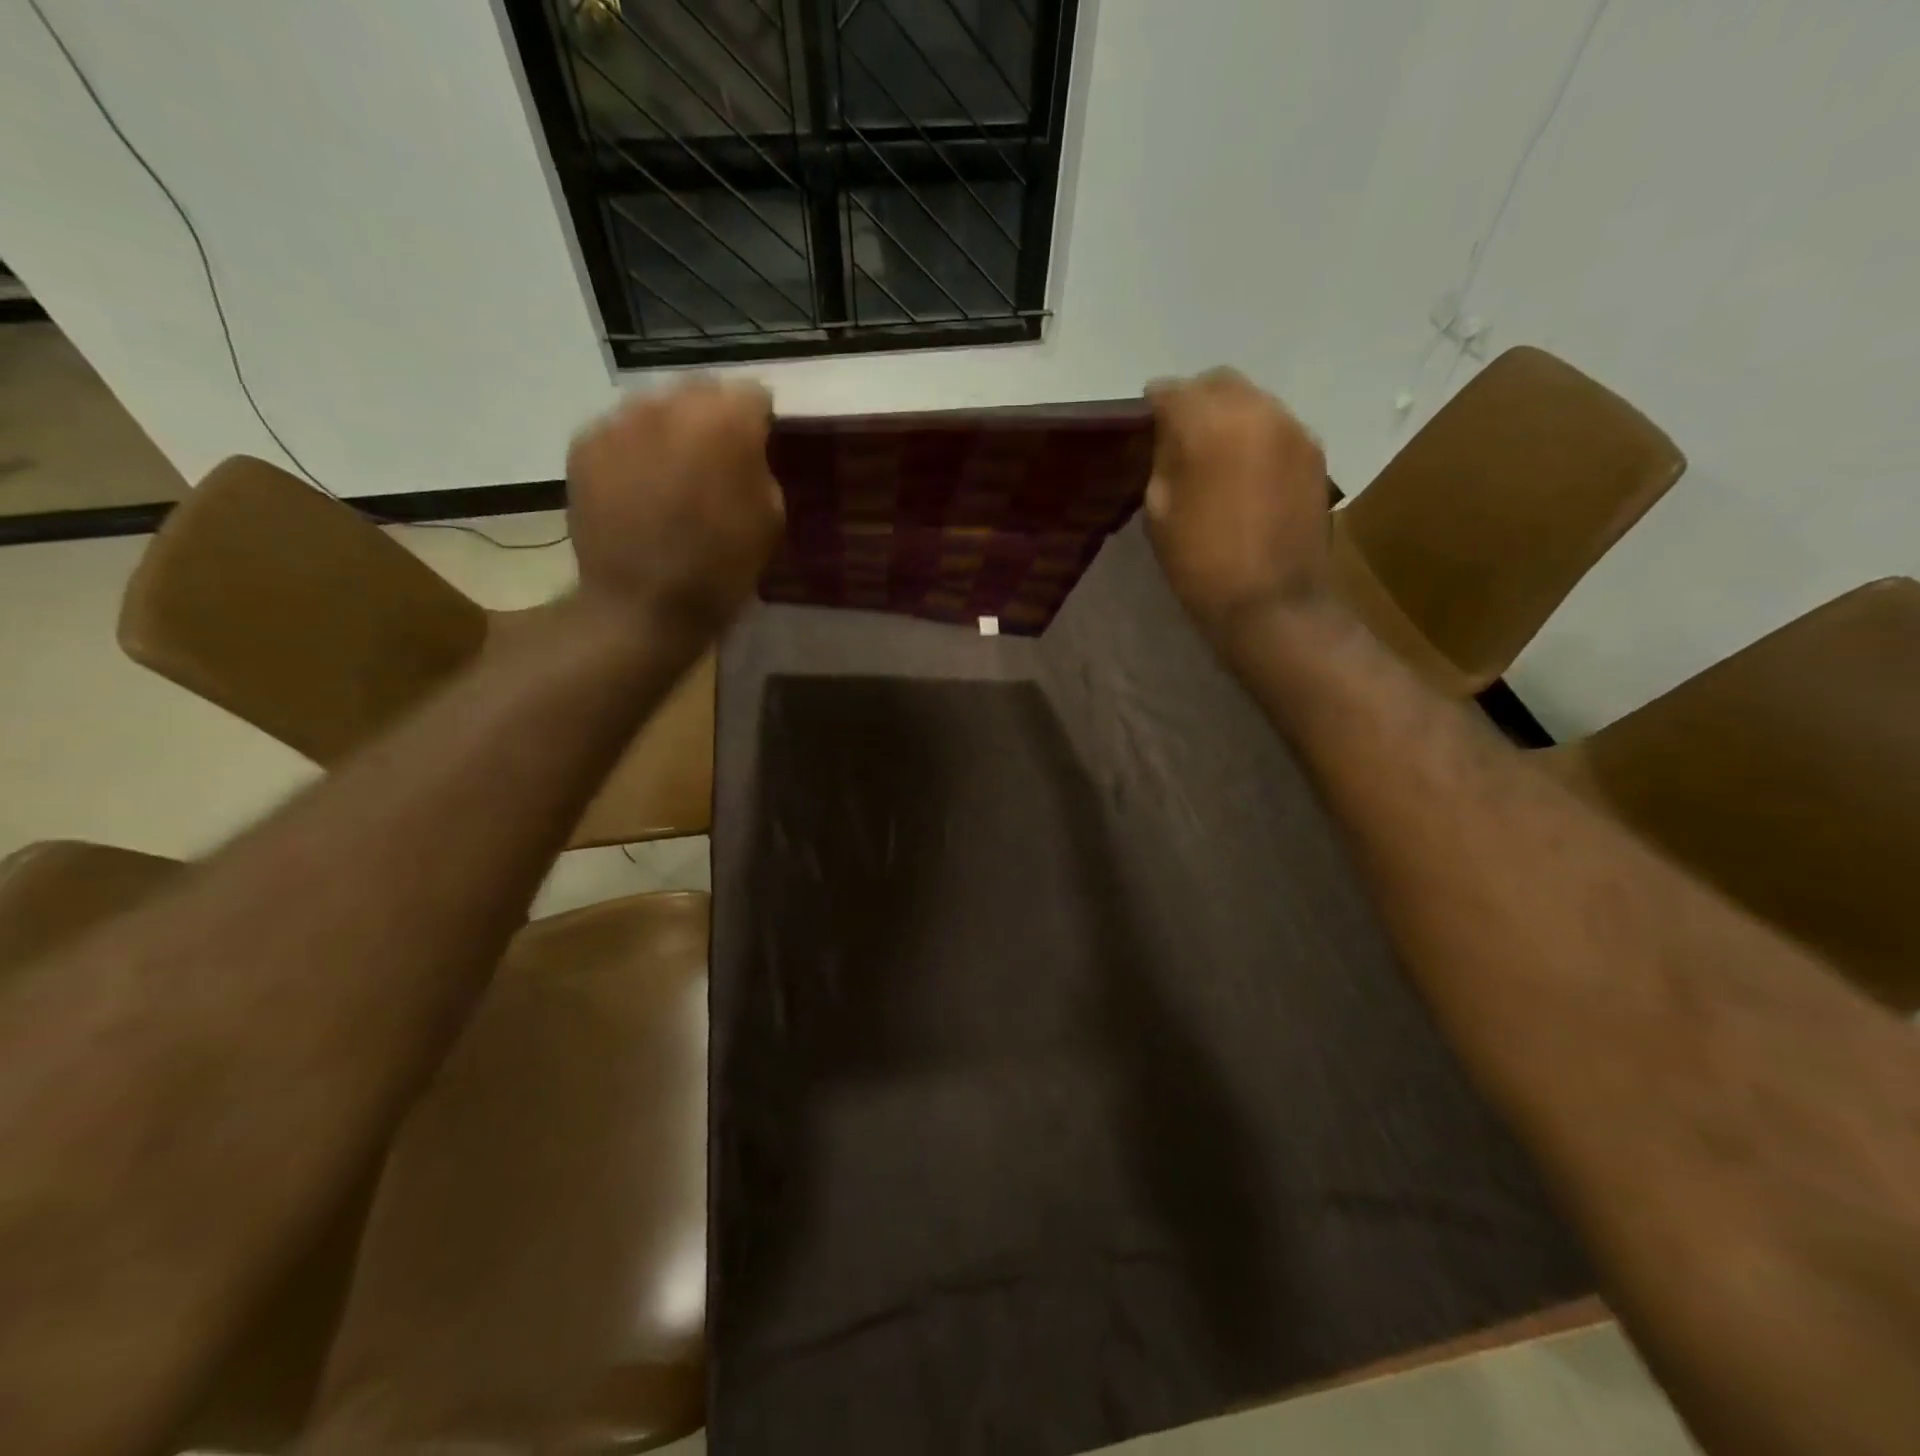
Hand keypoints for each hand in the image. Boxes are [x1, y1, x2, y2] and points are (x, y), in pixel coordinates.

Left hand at [566, 379, 784, 629]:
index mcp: (725, 421)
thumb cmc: (721, 568)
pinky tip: (639, 488)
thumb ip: (760, 467)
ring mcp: (619, 421)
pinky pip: (621, 432)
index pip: (752, 393)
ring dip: (671, 431)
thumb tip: (745, 450)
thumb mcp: (771, 517)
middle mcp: (668, 404)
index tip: (760, 448)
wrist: (643, 606)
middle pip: (700, 390)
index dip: (759, 422)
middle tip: (716, 459)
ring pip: (656, 407)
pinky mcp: (585, 444)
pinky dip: (634, 450)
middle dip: (713, 418)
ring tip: (672, 474)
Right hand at [1143, 369, 1332, 644]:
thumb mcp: (1159, 511)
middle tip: (1178, 431)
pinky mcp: (1314, 451)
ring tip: (1213, 450)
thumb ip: (1163, 459)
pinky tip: (1244, 467)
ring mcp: (1292, 428)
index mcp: (1208, 423)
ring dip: (1228, 414)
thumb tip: (1171, 436)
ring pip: (1252, 399)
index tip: (1144, 418)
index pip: (1173, 390)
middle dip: (1195, 399)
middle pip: (1218, 382)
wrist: (1271, 601)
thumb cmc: (1200, 562)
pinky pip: (1275, 425)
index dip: (1154, 402)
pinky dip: (1254, 434)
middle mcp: (1256, 409)